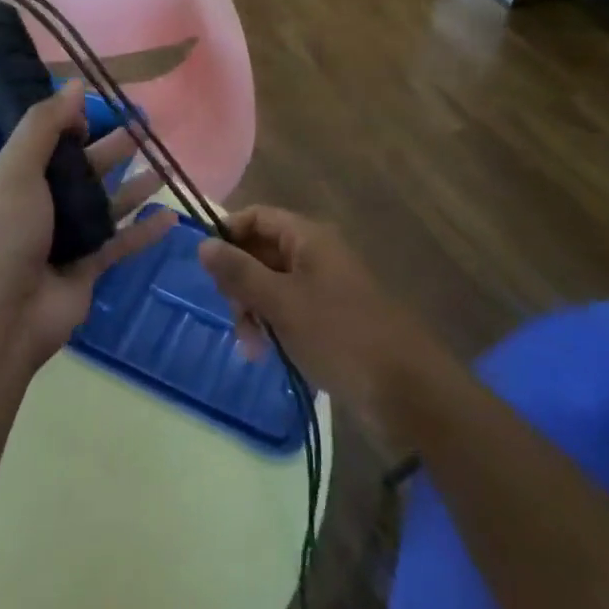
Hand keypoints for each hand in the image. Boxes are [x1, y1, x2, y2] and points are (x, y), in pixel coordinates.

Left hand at [0, 81, 176, 371]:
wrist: (3, 315)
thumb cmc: (5, 233)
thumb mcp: (17, 169)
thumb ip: (44, 125)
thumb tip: (75, 84)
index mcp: (17, 177)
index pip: (48, 141)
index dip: (73, 123)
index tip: (102, 107)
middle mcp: (42, 203)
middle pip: (85, 168)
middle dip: (114, 148)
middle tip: (148, 128)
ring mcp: (67, 237)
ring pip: (108, 203)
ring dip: (135, 185)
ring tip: (166, 164)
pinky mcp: (89, 267)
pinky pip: (122, 242)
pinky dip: (145, 230)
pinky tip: (172, 216)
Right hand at [199, 207, 441, 431]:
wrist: (406, 391)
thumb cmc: (339, 335)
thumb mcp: (281, 302)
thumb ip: (239, 272)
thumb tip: (202, 243)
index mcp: (308, 238)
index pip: (257, 217)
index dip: (228, 235)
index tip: (207, 268)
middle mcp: (316, 255)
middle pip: (261, 252)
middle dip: (240, 283)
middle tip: (235, 316)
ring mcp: (325, 288)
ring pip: (272, 286)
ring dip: (254, 311)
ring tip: (253, 347)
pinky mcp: (331, 320)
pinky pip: (289, 311)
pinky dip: (274, 327)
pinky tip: (268, 354)